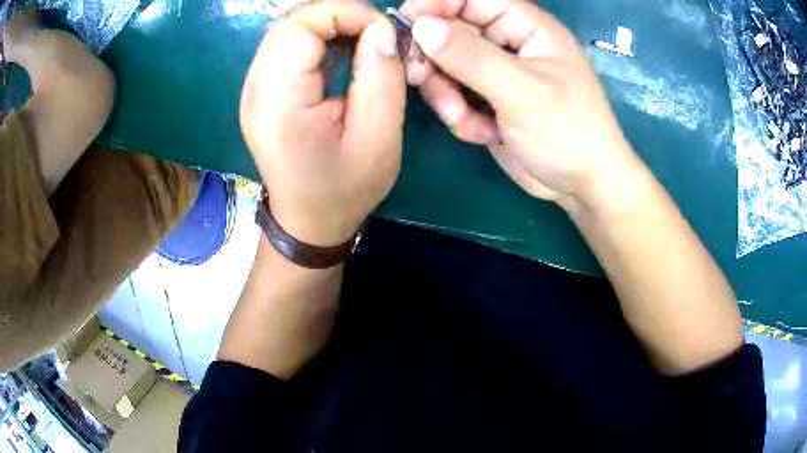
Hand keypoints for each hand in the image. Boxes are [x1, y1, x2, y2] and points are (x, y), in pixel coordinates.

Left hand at [240, 0, 405, 245]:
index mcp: (278, 102)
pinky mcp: (260, 90)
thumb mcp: (379, 137)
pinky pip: (285, 45)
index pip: (300, 24)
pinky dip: (317, 37)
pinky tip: (341, 51)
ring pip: (287, 28)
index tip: (383, 30)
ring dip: (329, 23)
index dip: (345, 11)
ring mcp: (252, 89)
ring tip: (362, 41)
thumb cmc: (345, 189)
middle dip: (338, 13)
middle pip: (290, 20)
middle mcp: (254, 89)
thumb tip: (382, 29)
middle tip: (376, 33)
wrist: (308, 221)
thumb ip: (381, 75)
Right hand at [400, 0, 639, 209]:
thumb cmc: (567, 132)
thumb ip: (470, 56)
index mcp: (527, 27)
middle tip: (419, 77)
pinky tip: (482, 134)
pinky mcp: (488, 102)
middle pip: (452, 31)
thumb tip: (421, 25)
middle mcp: (509, 44)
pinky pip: (455, 96)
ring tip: (463, 118)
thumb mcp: (521, 91)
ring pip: (447, 67)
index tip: (406, 22)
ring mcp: (497, 74)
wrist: (581, 186)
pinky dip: (460, 116)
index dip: (436, 4)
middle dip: (434, 57)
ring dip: (446, 94)